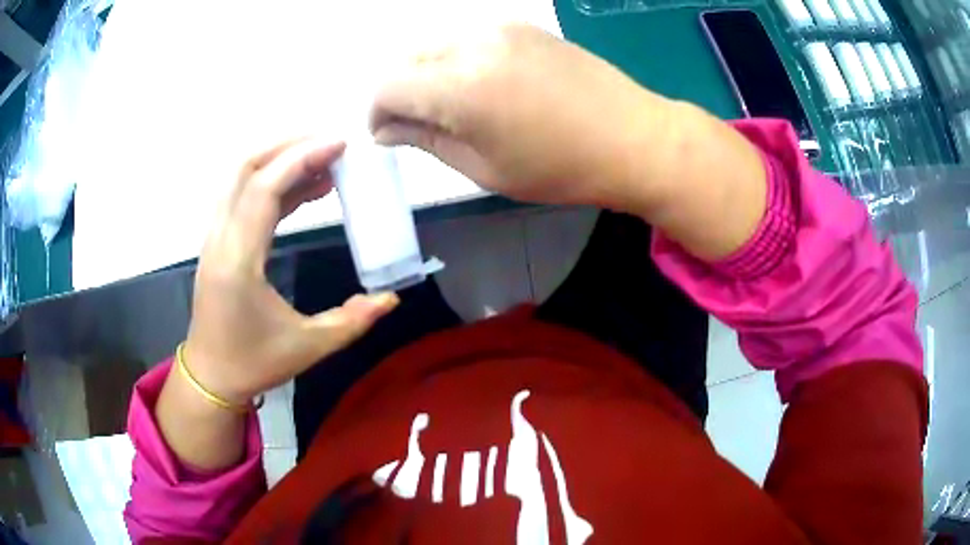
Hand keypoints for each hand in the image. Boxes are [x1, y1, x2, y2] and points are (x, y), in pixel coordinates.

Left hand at [183, 137, 398, 404]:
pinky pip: (243, 195)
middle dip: (289, 146)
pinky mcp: (218, 241)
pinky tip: (304, 189)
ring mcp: (215, 237)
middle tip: (331, 145)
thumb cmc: (253, 363)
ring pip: (241, 177)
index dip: (301, 159)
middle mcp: (221, 238)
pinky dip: (273, 182)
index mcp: (239, 261)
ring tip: (324, 163)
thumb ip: (352, 321)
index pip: (264, 189)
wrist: (210, 376)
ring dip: (280, 160)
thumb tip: (390, 299)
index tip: (339, 145)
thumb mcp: (308, 347)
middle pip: (246, 168)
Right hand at [369, 24, 682, 211]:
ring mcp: (500, 28)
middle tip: (421, 123)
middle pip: (407, 59)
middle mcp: (472, 44)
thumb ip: (426, 140)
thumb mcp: (484, 168)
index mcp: (460, 87)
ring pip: (436, 45)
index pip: (387, 87)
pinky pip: (469, 37)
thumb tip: (386, 129)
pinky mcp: (522, 25)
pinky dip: (459, 59)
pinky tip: (485, 83)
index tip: (390, 134)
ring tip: (456, 105)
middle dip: (402, 92)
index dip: (378, 113)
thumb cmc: (561, 167)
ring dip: (429, 73)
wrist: (634, 137)